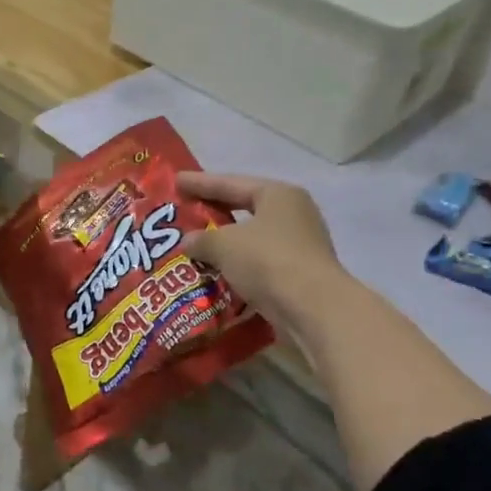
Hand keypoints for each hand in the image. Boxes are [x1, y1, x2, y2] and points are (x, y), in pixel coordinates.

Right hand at [178, 171, 350, 330]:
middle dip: (213, 212)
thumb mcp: (224, 244)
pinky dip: (238, 266)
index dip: (201, 182)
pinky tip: (216, 272)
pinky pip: (259, 263)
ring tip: (195, 245)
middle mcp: (293, 214)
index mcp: (278, 195)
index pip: (231, 183)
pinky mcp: (299, 274)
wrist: (314, 310)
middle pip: (244, 209)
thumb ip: (201, 239)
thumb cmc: (268, 261)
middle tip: (184, 211)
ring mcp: (299, 245)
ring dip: (225, 243)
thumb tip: (187, 242)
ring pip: (251, 239)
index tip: (176, 180)